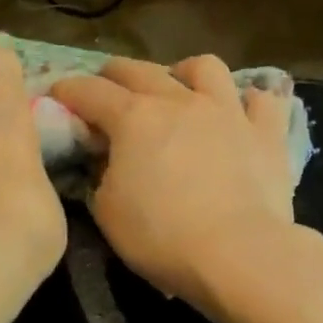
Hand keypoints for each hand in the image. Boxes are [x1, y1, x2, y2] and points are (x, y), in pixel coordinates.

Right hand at [50, 55, 301, 311]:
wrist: (238, 254)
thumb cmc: (161, 236)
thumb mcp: (107, 211)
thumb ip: (100, 176)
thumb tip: (106, 161)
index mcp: (133, 118)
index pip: (89, 91)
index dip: (67, 90)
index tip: (56, 95)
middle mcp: (179, 101)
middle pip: (139, 69)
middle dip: (114, 74)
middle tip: (105, 88)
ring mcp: (227, 112)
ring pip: (205, 67)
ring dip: (183, 73)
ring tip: (178, 89)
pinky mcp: (266, 133)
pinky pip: (261, 101)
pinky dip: (246, 102)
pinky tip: (238, 114)